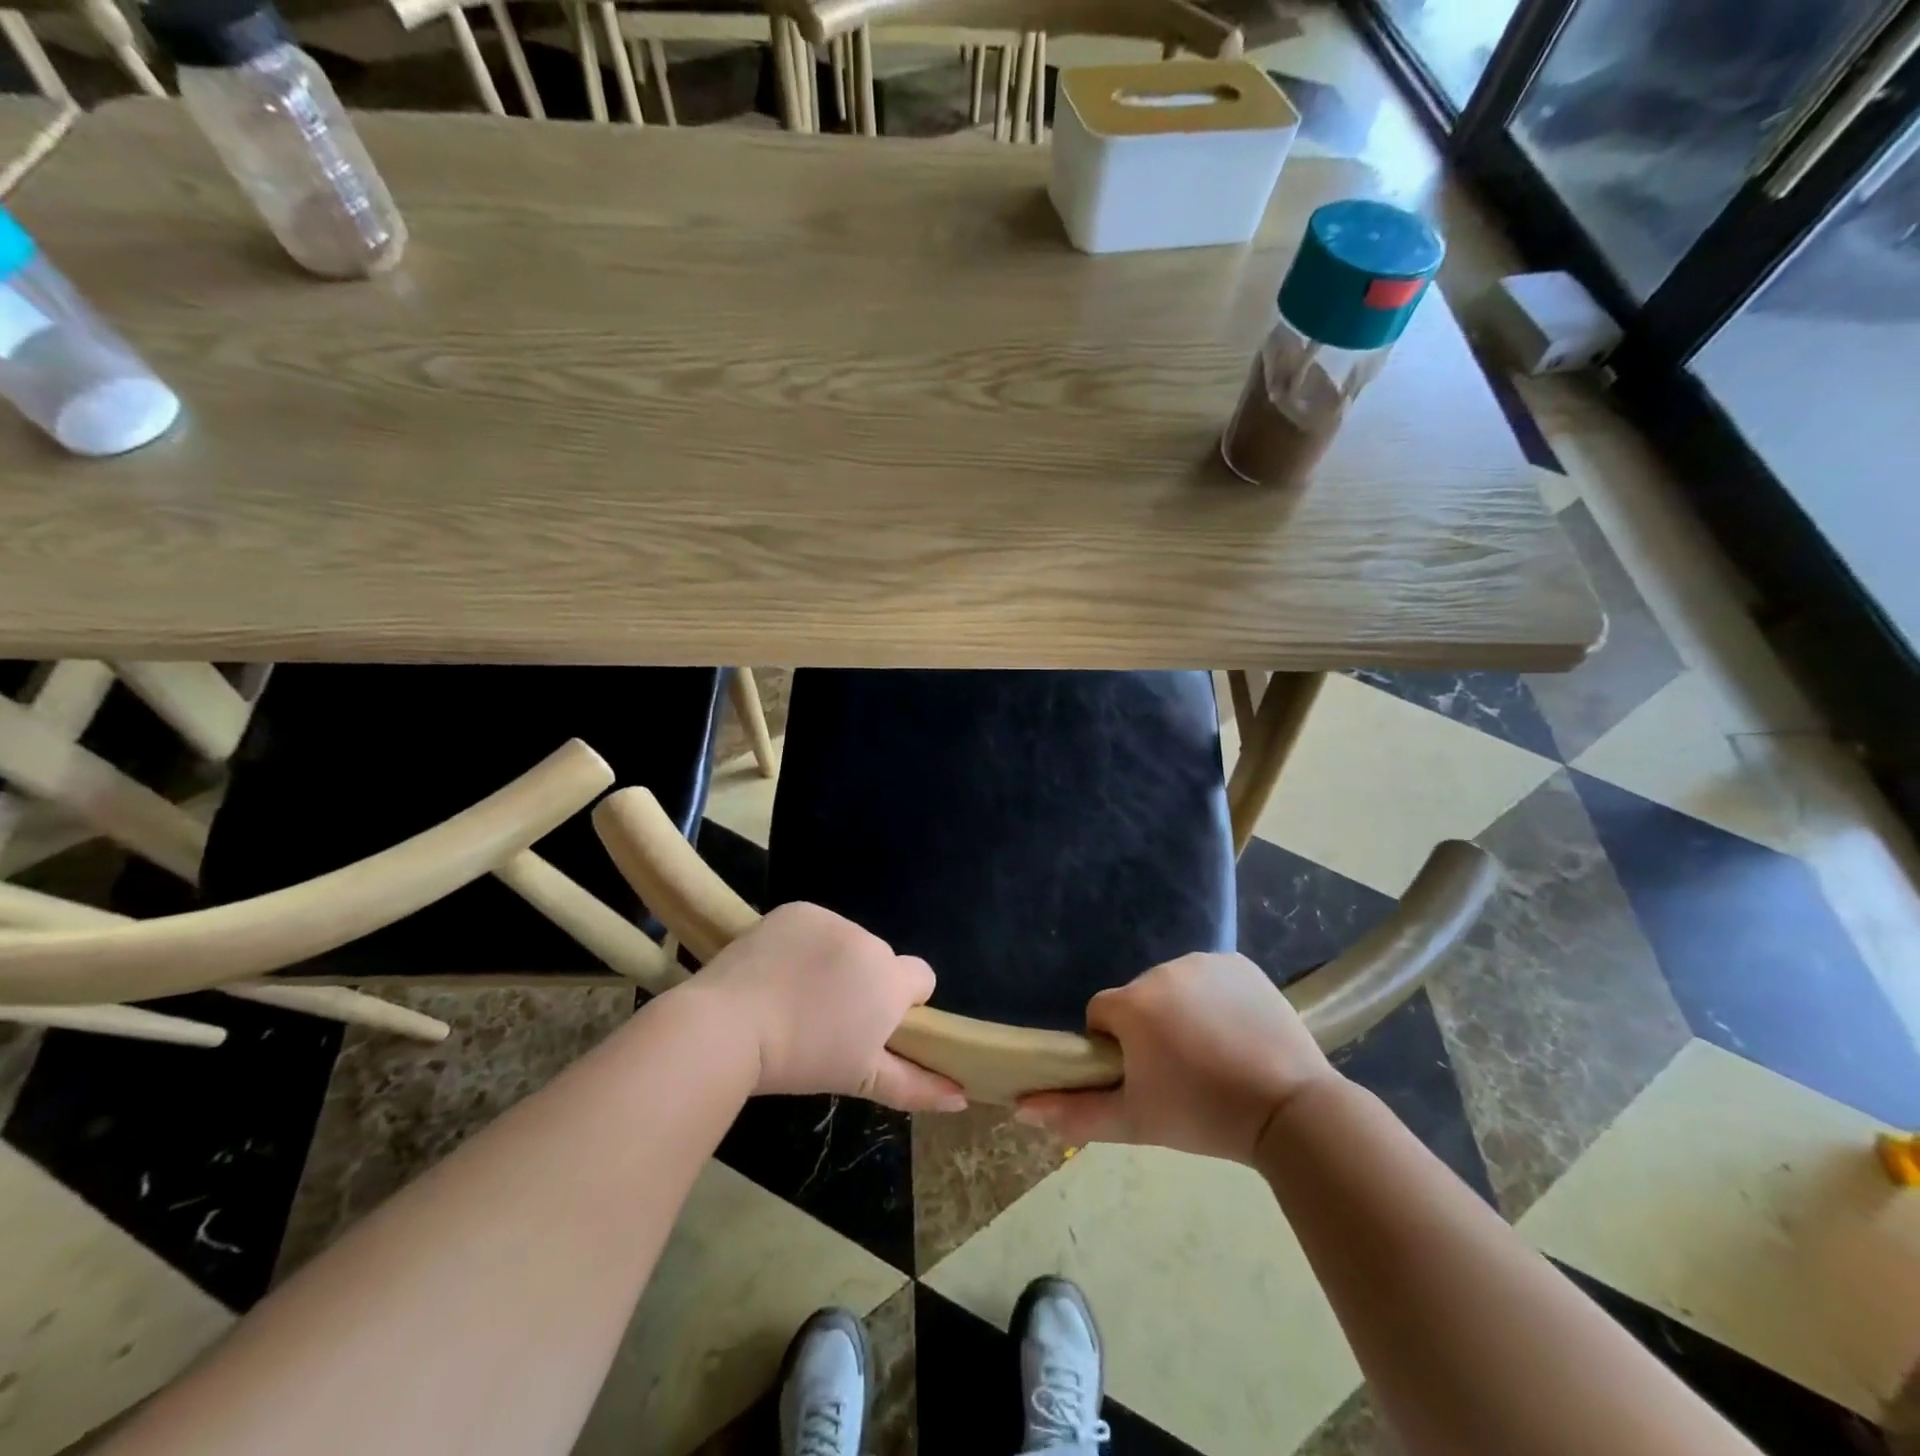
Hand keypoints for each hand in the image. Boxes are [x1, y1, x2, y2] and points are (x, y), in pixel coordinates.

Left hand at [691, 902, 966, 1112]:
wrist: (727, 1026)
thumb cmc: (800, 1060)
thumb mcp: (861, 1079)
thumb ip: (918, 1086)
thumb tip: (961, 1097)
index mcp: (890, 979)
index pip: (922, 976)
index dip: (902, 1000)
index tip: (870, 1023)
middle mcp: (869, 940)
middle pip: (881, 959)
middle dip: (864, 981)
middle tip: (826, 1016)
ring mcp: (831, 919)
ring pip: (847, 941)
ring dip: (835, 961)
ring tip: (795, 993)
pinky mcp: (798, 909)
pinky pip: (816, 925)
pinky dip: (805, 942)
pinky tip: (779, 968)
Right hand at [1016, 952, 1336, 1162]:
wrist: (1290, 1109)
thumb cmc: (1203, 1116)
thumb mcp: (1135, 1122)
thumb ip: (1074, 1114)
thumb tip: (1021, 1107)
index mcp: (1132, 1004)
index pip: (1100, 1014)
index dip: (1113, 1047)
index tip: (1141, 1076)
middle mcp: (1161, 970)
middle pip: (1137, 999)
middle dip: (1147, 1028)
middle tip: (1179, 1072)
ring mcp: (1204, 962)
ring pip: (1172, 986)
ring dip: (1179, 1011)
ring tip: (1212, 1054)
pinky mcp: (1238, 963)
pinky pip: (1209, 977)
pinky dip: (1213, 998)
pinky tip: (1236, 1032)